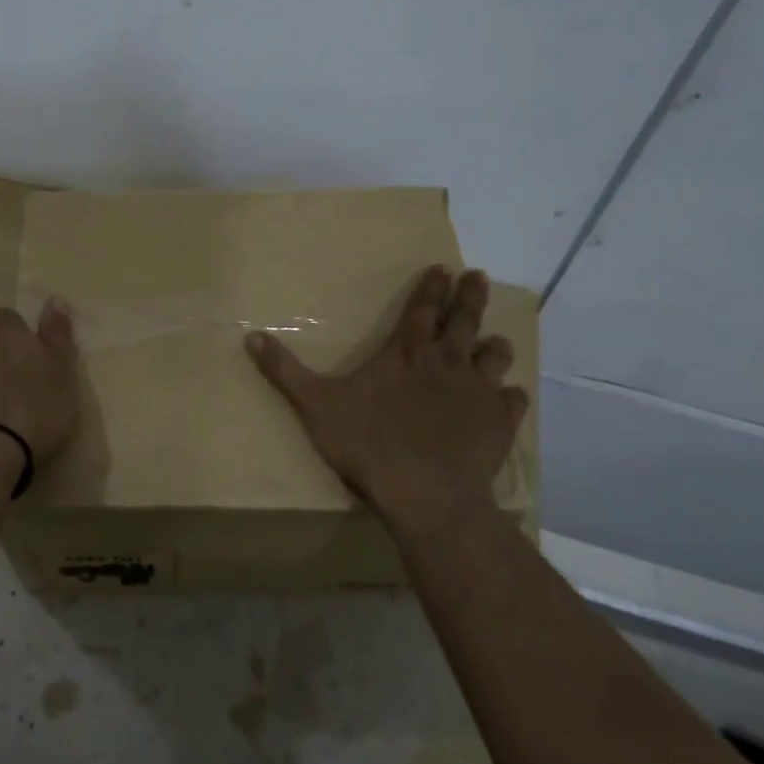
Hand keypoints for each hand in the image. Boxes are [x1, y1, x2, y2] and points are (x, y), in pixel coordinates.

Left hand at [0, 300, 80, 462]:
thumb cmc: (35, 408)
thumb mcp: (63, 371)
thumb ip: (58, 334)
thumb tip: (54, 299)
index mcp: (5, 332)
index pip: (10, 318)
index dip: (21, 335)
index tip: (34, 359)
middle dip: (1, 357)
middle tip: (21, 386)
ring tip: (1, 409)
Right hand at [245, 266, 527, 524]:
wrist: (426, 495)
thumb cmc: (368, 444)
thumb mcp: (315, 405)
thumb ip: (285, 371)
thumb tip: (250, 336)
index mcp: (407, 352)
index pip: (422, 308)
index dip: (432, 287)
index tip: (444, 268)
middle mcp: (448, 361)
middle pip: (465, 319)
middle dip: (471, 296)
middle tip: (479, 277)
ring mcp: (479, 391)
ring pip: (496, 356)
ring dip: (494, 345)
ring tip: (496, 340)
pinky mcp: (500, 423)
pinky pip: (513, 400)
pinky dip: (511, 395)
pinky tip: (510, 397)